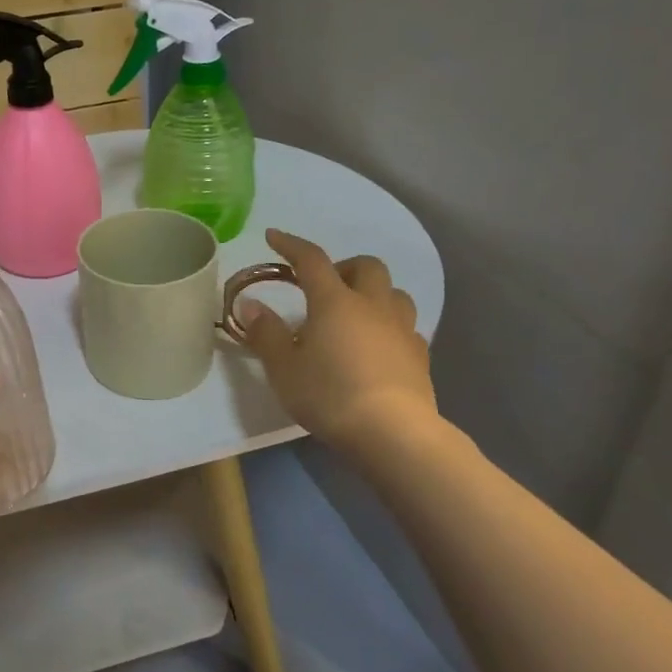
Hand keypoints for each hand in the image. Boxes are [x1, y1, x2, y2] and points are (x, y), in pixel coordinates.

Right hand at [238, 228, 440, 459]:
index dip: (291, 244)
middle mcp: (372, 306)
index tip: (273, 237)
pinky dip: (389, 326)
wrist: (394, 435)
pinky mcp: (420, 357)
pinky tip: (376, 347)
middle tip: (322, 288)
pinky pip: (406, 327)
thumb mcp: (283, 368)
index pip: (311, 259)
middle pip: (365, 267)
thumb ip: (266, 333)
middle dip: (343, 268)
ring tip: (353, 315)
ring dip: (372, 293)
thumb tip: (251, 305)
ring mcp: (401, 330)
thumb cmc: (330, 396)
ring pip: (393, 293)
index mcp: (334, 302)